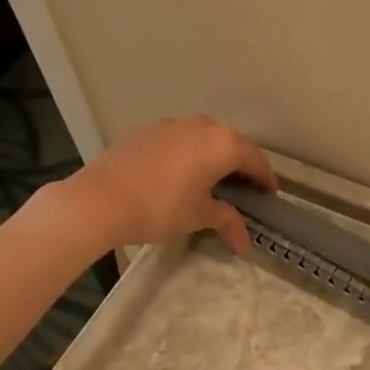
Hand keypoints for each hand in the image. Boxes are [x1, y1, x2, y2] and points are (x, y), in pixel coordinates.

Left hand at [68, 116, 276, 254]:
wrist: (101, 200)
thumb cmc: (162, 208)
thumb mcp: (200, 216)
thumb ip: (228, 222)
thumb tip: (246, 245)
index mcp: (223, 144)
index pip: (256, 160)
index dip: (266, 180)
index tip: (268, 198)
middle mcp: (202, 125)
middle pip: (232, 145)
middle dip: (241, 167)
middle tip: (243, 192)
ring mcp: (172, 124)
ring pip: (204, 139)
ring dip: (214, 158)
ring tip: (211, 182)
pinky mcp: (146, 130)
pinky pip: (179, 140)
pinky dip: (188, 155)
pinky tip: (179, 175)